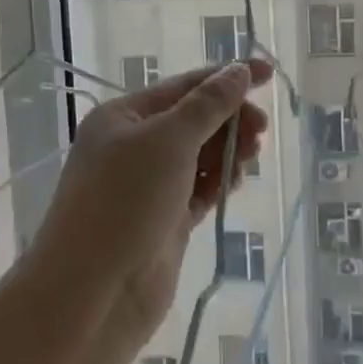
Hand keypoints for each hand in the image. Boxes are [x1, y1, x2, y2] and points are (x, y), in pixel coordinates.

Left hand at [29, 61, 272, 339]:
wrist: (93, 293)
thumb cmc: (125, 201)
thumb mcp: (168, 141)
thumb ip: (208, 105)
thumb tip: (239, 70)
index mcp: (123, 117)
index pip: (184, 86)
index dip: (227, 78)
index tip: (269, 74)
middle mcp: (133, 146)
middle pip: (193, 119)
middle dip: (229, 119)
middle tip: (261, 131)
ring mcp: (148, 186)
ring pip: (199, 155)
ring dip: (227, 150)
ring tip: (250, 158)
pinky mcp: (165, 220)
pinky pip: (199, 189)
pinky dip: (219, 181)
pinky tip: (236, 182)